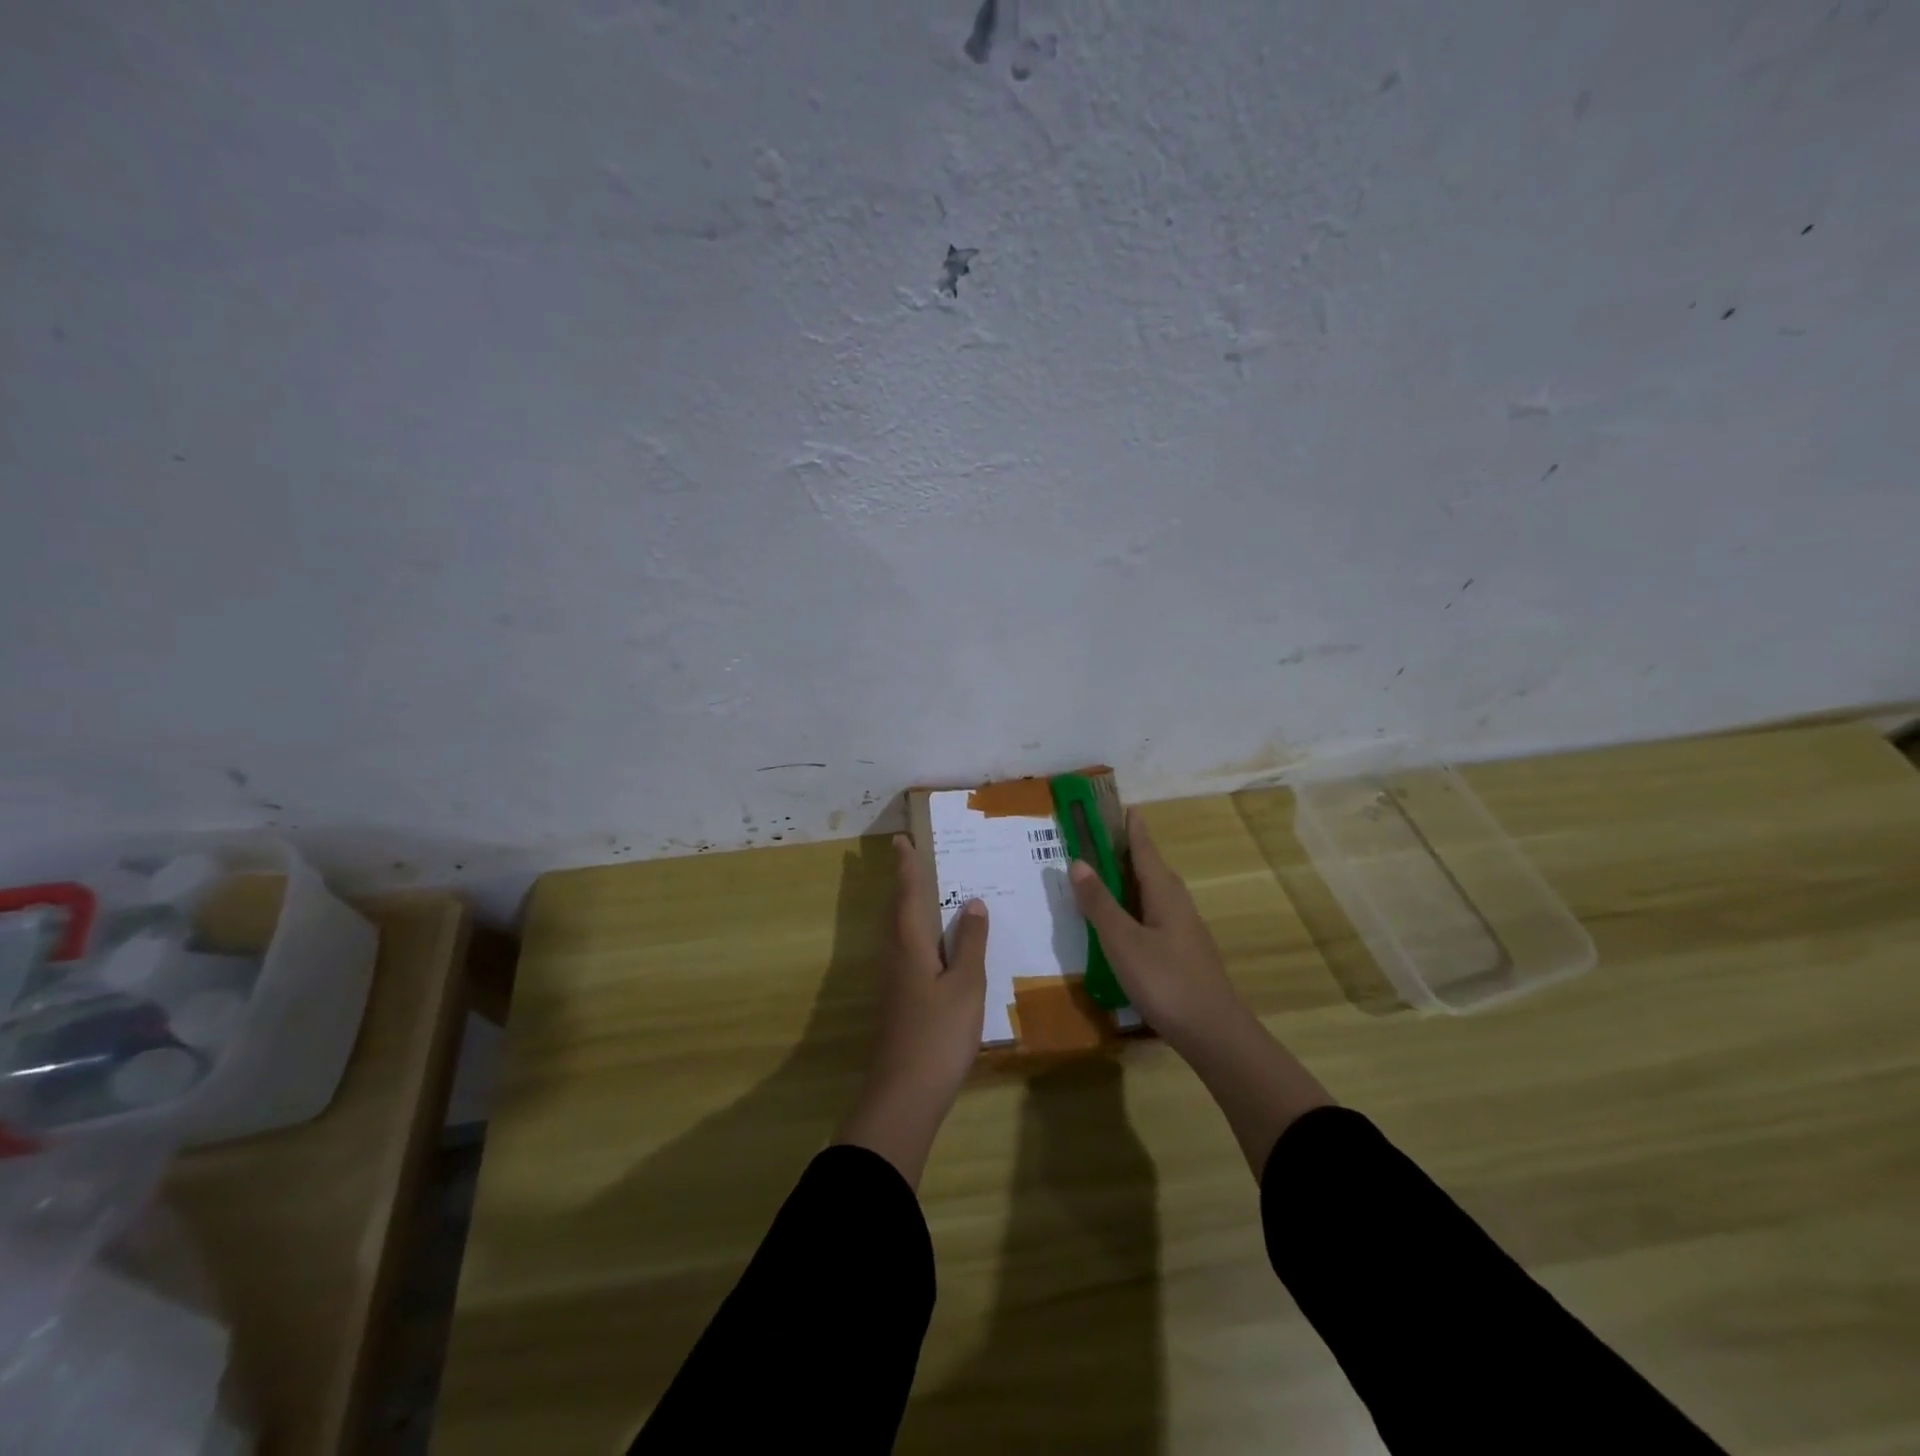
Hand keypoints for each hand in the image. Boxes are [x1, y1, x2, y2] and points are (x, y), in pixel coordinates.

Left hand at [834, 835, 987, 1185]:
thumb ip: (970, 943)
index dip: (907, 867)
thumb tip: (972, 902)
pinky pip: (907, 952)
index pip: (907, 895)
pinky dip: (917, 934)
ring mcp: (894, 982)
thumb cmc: (938, 1034)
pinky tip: (935, 947)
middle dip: (904, 883)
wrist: (904, 1094)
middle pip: (897, 911)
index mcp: (910, 945)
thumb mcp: (966, 985)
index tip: (902, 840)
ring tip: (927, 893)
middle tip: (913, 858)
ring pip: (899, 932)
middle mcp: (896, 956)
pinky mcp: (899, 1001)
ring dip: (909, 907)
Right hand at [1072, 810, 1333, 1175]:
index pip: (1144, 849)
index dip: (1132, 828)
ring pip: (1152, 894)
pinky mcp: (1182, 953)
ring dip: (1128, 882)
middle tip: (1098, 841)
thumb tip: (1078, 862)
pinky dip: (1133, 908)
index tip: (1122, 806)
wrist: (1213, 1033)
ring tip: (1103, 878)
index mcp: (1164, 892)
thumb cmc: (1165, 980)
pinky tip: (1121, 924)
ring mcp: (1183, 930)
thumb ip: (1099, 903)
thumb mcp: (1122, 941)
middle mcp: (1177, 904)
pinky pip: (1153, 916)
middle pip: (1150, 869)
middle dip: (1126, 852)